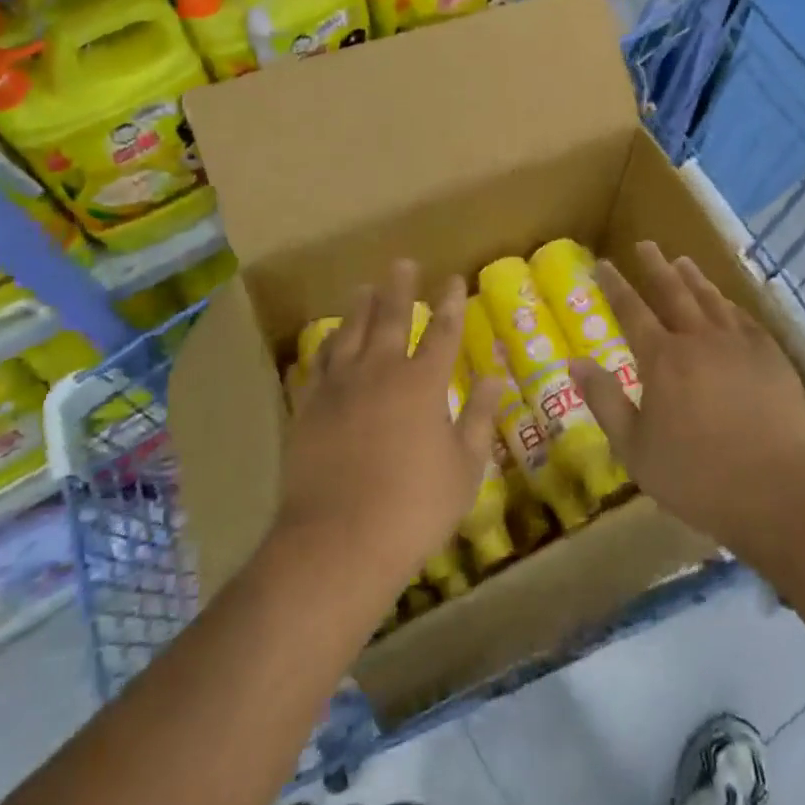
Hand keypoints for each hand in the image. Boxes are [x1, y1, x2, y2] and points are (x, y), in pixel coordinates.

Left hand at [275, 261, 498, 592]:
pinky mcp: (309, 407)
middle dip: (400, 288)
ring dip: (360, 307)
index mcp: (423, 383)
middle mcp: (381, 371)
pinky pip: (318, 363)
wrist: (338, 541)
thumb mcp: (464, 468)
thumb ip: (480, 418)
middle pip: (391, 317)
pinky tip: (328, 339)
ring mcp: (340, 386)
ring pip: (351, 332)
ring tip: (364, 287)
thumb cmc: (414, 508)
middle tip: (403, 263)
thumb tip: (494, 378)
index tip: (453, 280)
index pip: (442, 331)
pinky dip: (326, 345)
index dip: (451, 303)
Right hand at [570, 241, 804, 554]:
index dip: (615, 286)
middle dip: (655, 266)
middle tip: (645, 244)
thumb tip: (574, 362)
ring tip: (682, 261)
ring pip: (710, 300)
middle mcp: (699, 340)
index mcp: (662, 360)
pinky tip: (726, 302)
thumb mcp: (635, 448)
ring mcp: (739, 345)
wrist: (779, 492)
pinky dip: (729, 304)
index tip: (603, 263)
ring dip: (693, 278)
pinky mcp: (771, 357)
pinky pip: (744, 318)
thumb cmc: (698, 477)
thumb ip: (604, 400)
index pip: (632, 310)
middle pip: (673, 292)